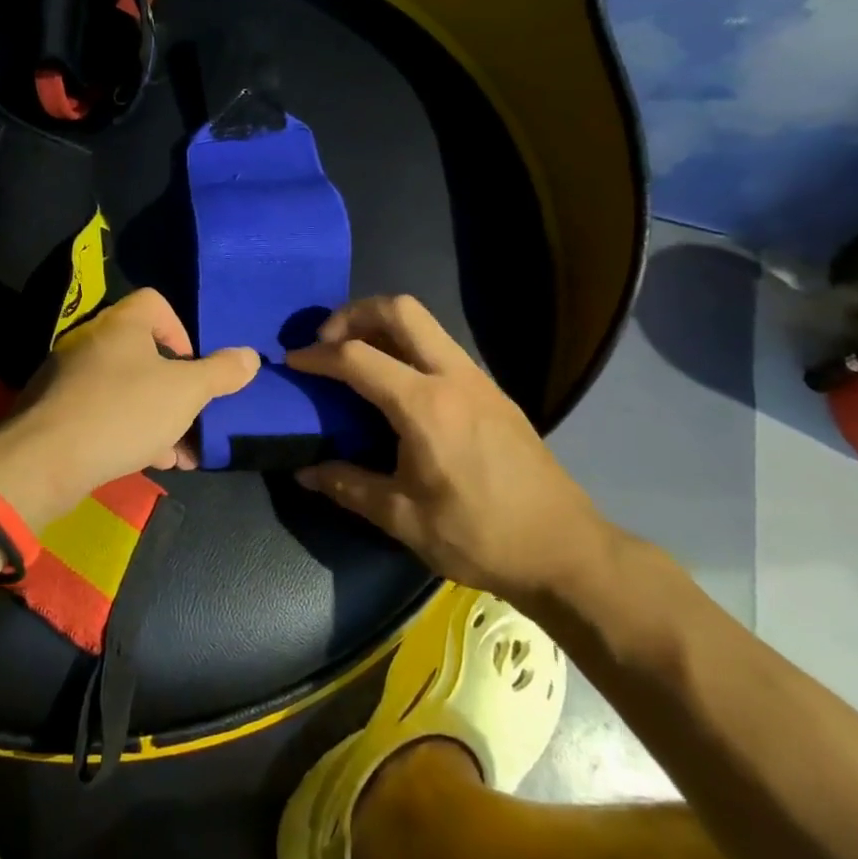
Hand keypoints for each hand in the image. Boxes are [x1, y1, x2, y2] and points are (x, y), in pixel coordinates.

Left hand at [0, 288, 258, 526]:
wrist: (46, 460)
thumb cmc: (124, 412)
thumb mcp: (185, 393)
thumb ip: (221, 373)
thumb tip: (250, 356)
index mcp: (121, 324)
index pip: (155, 303)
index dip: (181, 330)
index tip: (192, 366)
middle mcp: (91, 340)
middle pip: (144, 352)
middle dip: (174, 387)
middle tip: (192, 416)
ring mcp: (68, 376)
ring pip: (125, 387)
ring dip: (156, 416)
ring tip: (178, 453)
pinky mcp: (55, 410)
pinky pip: (102, 411)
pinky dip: (127, 430)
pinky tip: (146, 461)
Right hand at [285, 295, 611, 602]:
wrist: (565, 549)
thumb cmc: (479, 535)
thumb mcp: (403, 518)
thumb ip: (348, 485)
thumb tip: (304, 471)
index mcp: (425, 405)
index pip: (357, 358)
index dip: (317, 356)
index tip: (292, 362)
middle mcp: (452, 376)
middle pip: (399, 309)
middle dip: (353, 314)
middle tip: (327, 342)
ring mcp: (478, 379)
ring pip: (424, 322)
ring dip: (382, 325)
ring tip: (355, 357)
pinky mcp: (492, 391)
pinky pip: (441, 346)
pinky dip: (407, 345)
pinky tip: (396, 385)